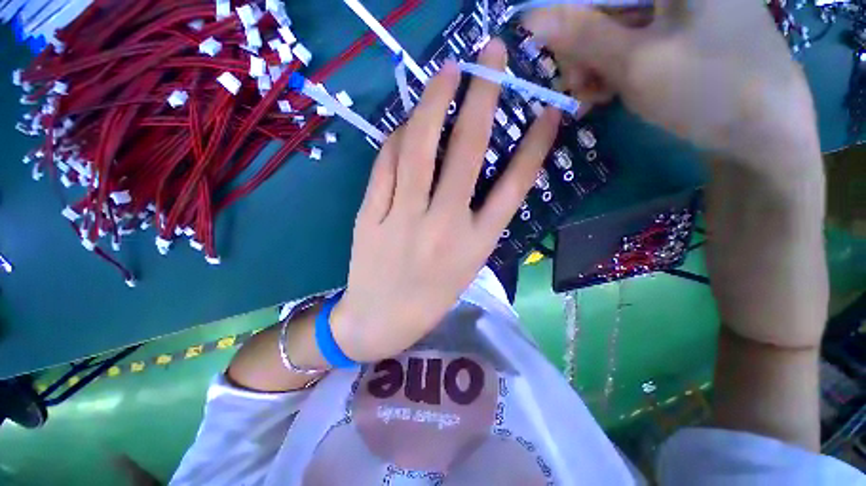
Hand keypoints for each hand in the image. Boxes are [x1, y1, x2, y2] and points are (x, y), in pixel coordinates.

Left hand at [330, 39, 560, 362]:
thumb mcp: (467, 263)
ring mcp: (403, 220)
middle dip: (482, 97)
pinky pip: (385, 165)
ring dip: (433, 102)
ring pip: (418, 148)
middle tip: (489, 56)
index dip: (534, 146)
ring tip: (446, 73)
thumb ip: (476, 218)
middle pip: (466, 151)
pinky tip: (405, 124)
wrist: (381, 322)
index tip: (546, 112)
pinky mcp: (370, 217)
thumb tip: (469, 166)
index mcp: (476, 245)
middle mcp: (444, 227)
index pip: (514, 186)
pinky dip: (397, 138)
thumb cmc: (430, 297)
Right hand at [525, 0, 818, 163]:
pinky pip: (631, 45)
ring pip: (613, 29)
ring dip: (594, 66)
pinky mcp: (680, 34)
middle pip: (605, 6)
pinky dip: (612, 70)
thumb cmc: (708, 90)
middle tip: (579, 86)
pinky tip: (607, 94)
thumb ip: (582, 35)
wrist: (765, 135)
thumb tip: (529, 18)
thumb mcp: (636, 62)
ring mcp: (680, 9)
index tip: (552, 52)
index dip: (567, 15)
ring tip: (593, 98)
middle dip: (582, 48)